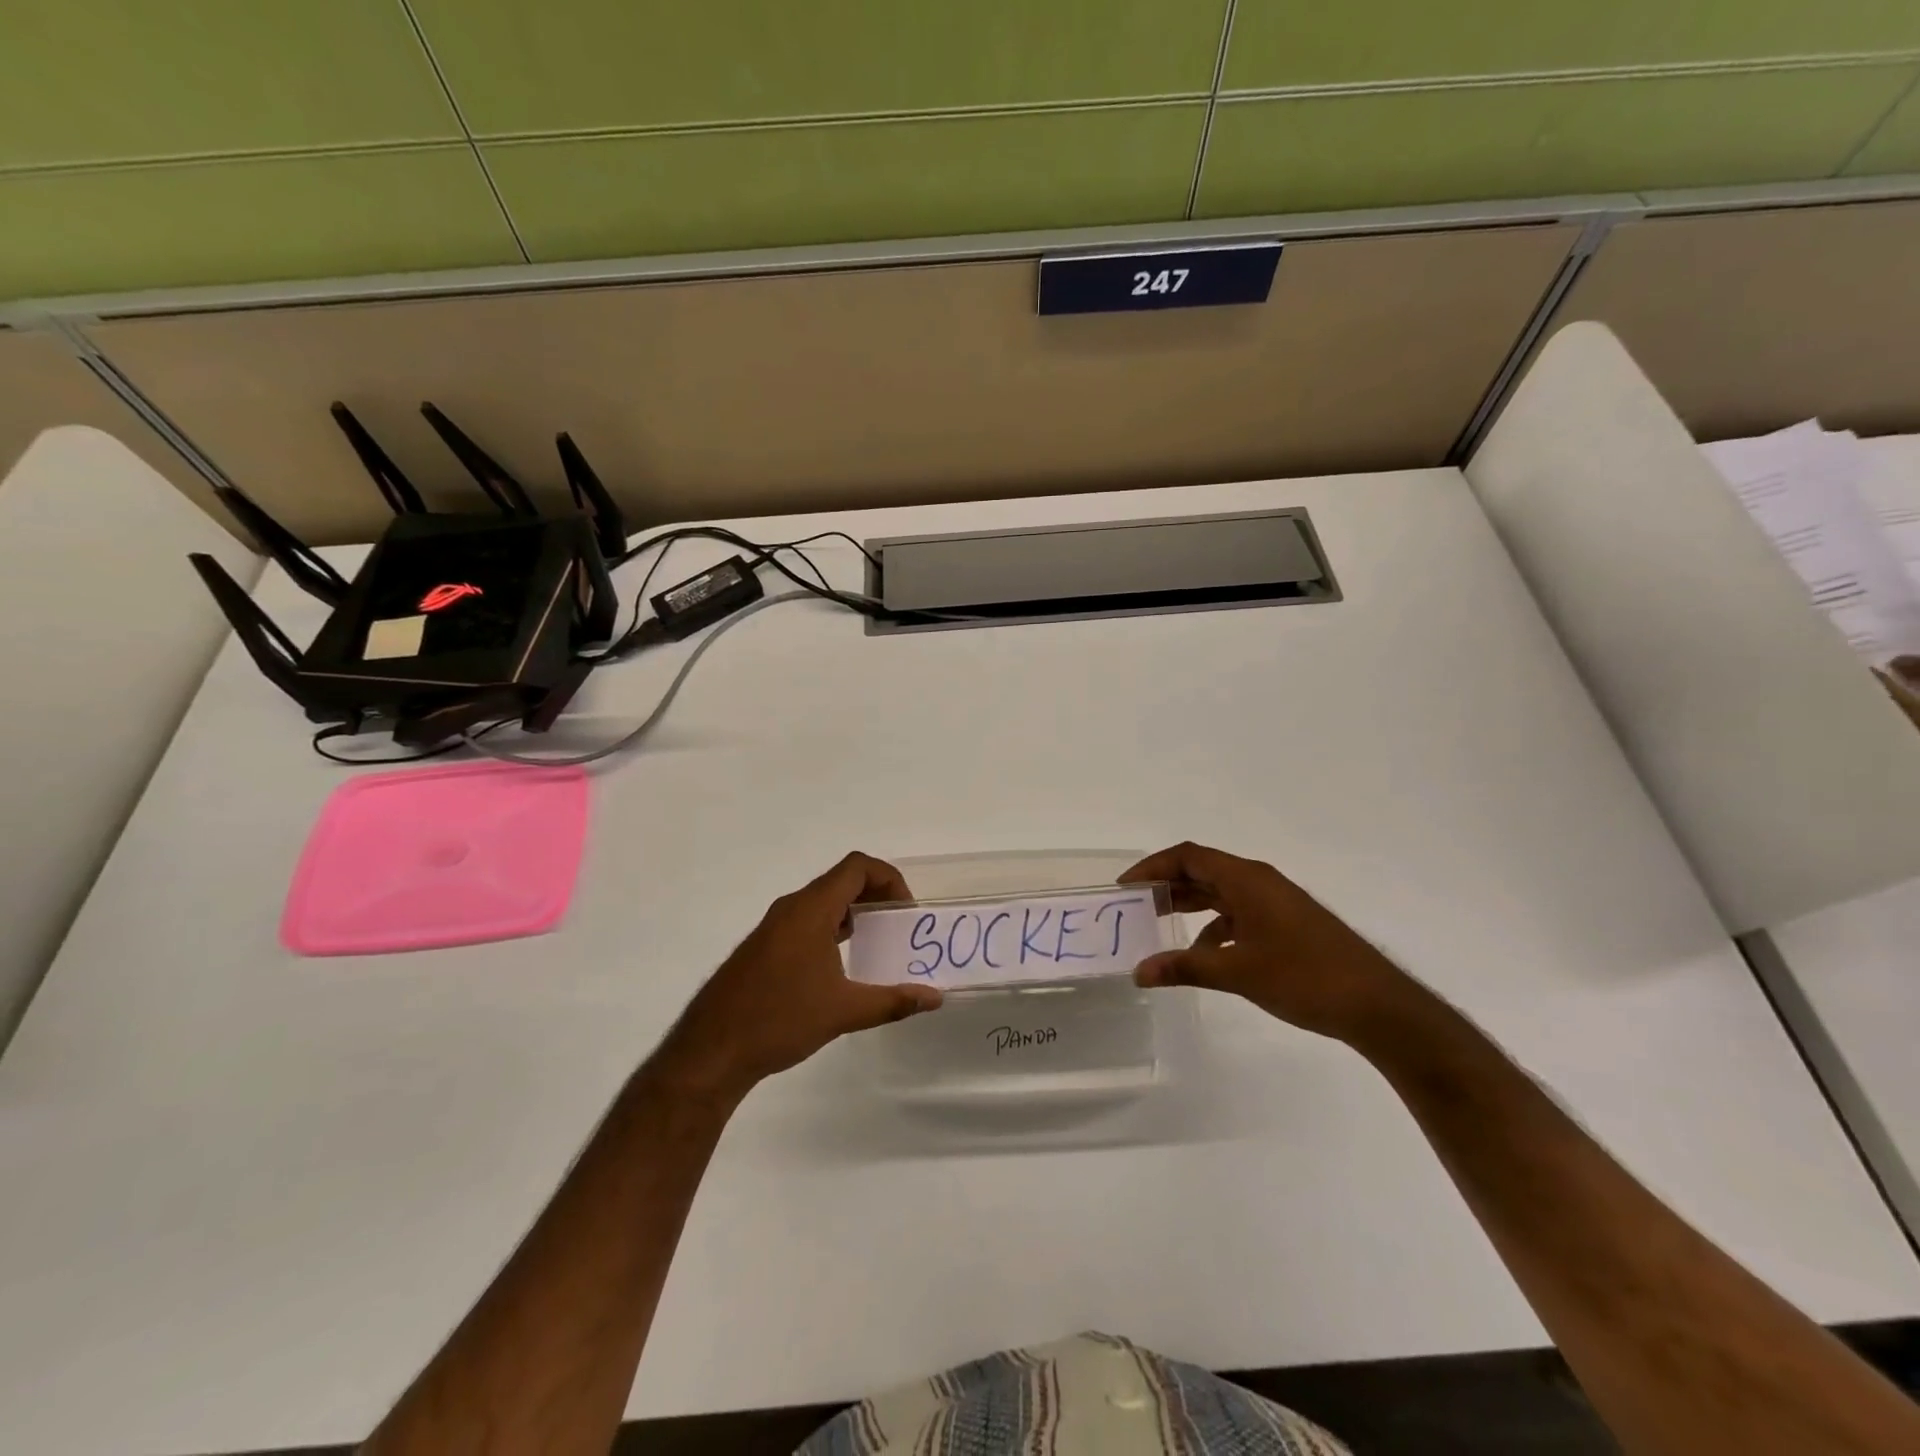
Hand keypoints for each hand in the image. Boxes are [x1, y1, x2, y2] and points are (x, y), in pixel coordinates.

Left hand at [650, 852, 942, 1100]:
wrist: (711, 1050)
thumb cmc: (780, 1020)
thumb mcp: (844, 1011)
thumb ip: (893, 1001)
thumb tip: (934, 998)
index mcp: (811, 910)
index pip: (857, 867)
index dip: (889, 878)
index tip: (905, 911)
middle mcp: (791, 908)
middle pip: (841, 880)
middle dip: (876, 895)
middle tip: (898, 925)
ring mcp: (773, 926)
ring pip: (822, 901)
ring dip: (853, 912)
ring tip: (876, 943)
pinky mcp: (762, 946)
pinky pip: (806, 920)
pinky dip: (831, 927)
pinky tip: (840, 965)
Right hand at [1120, 842, 1415, 1042]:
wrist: (1377, 1005)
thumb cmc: (1304, 977)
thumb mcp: (1237, 973)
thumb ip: (1185, 967)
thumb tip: (1139, 972)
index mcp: (1246, 879)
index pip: (1189, 856)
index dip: (1153, 866)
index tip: (1126, 887)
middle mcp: (1259, 882)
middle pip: (1203, 871)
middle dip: (1167, 885)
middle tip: (1135, 906)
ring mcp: (1276, 903)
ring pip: (1221, 893)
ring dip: (1190, 905)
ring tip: (1159, 925)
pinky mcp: (1287, 924)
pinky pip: (1239, 913)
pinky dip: (1215, 927)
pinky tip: (1204, 955)